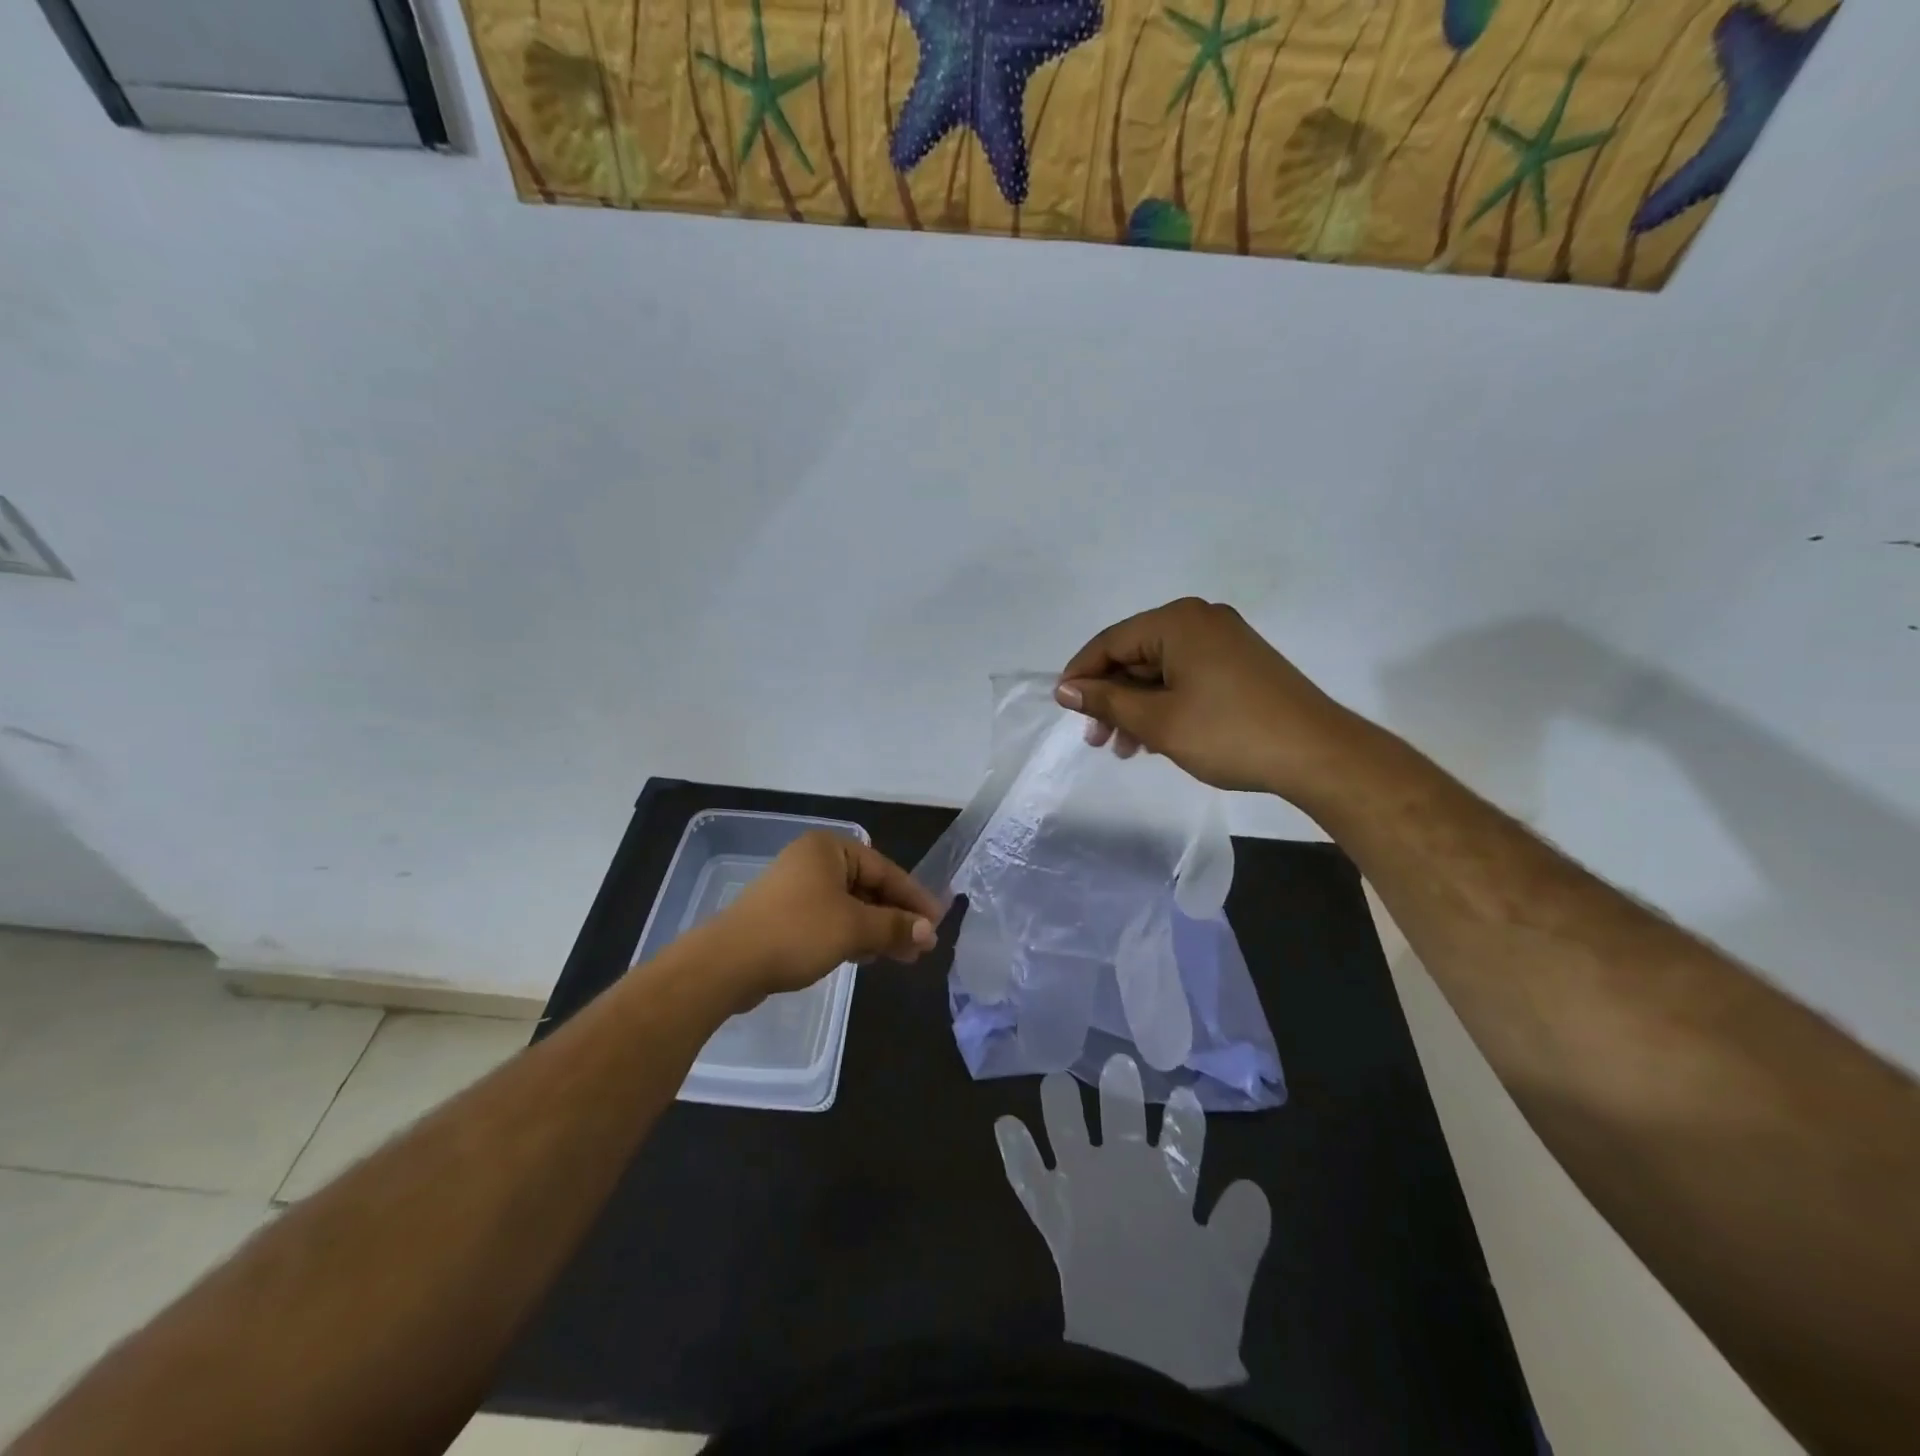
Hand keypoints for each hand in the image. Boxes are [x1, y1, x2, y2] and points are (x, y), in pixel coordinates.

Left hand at [704, 831, 941, 1006]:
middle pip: (869, 887)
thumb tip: (929, 932)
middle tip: (922, 946)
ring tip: (902, 957)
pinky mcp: (784, 915)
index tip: (937, 923)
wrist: (727, 963)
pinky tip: (868, 956)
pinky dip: (851, 935)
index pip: (886, 870)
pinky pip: (830, 919)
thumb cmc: (797, 932)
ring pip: (850, 906)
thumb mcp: (854, 928)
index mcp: (829, 848)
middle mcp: (813, 860)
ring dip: (877, 930)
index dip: (914, 898)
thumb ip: (894, 927)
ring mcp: (796, 887)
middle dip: (896, 917)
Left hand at [995, 1055, 1271, 1387]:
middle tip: (1118, 1064)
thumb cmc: (1189, 1316)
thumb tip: (1251, 1188)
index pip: (1182, 1139)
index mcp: (1168, 1184)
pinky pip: (1028, 1176)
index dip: (1185, 1119)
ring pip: (1068, 1130)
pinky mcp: (1053, 1213)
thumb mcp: (1230, 1273)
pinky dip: (1016, 1151)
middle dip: (1121, 1091)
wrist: (1135, 1356)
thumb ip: (1242, 1226)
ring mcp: (1082, 1188)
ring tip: (1055, 1078)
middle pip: (1122, 1118)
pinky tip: (1004, 1123)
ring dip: (1061, 1103)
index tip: (1184, 1096)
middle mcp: (1123, 1172)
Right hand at [1054, 597, 1360, 797]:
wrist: (1317, 754)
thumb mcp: (1158, 721)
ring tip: (1125, 749)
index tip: (1063, 709)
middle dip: (1111, 698)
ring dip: (1136, 707)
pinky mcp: (1240, 663)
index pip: (1110, 642)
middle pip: (1135, 655)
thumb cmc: (1229, 734)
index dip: (1081, 676)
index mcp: (1177, 622)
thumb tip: (1065, 688)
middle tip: (1096, 739)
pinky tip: (1155, 739)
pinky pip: (1186, 677)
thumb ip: (1106, 700)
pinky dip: (1165, 705)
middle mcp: (1200, 620)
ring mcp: (1224, 641)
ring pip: (1160, 670)